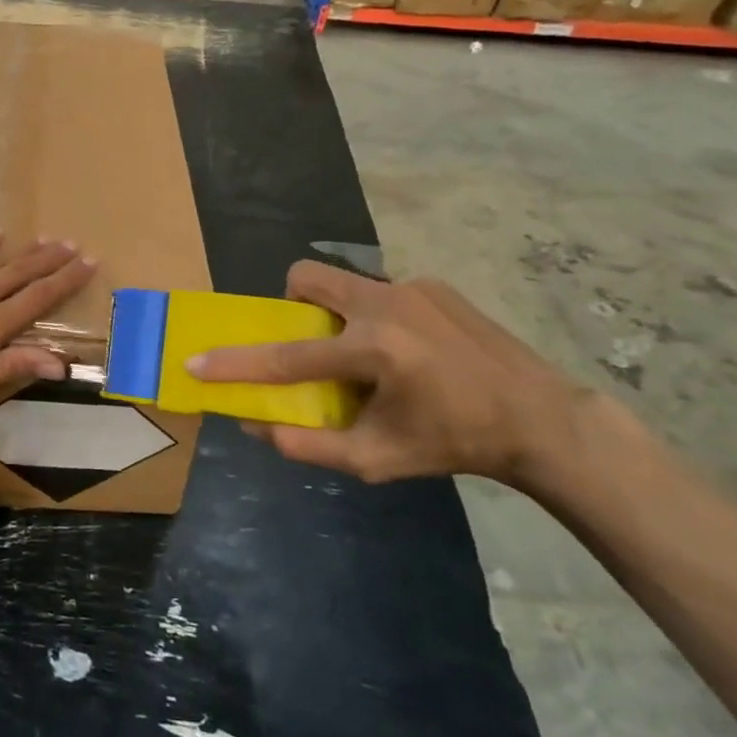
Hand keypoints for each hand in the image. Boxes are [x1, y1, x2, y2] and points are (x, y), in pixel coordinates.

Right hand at [187, 261, 610, 486]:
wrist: (540, 417)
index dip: (236, 363)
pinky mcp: (433, 284)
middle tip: (310, 341)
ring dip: (336, 312)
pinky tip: (412, 351)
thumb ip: (310, 445)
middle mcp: (386, 305)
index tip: (196, 361)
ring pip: (344, 281)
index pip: (287, 357)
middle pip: (307, 277)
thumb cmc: (454, 443)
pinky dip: (376, 317)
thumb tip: (255, 425)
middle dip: (290, 304)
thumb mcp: (378, 460)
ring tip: (367, 353)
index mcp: (373, 351)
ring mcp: (412, 287)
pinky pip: (381, 292)